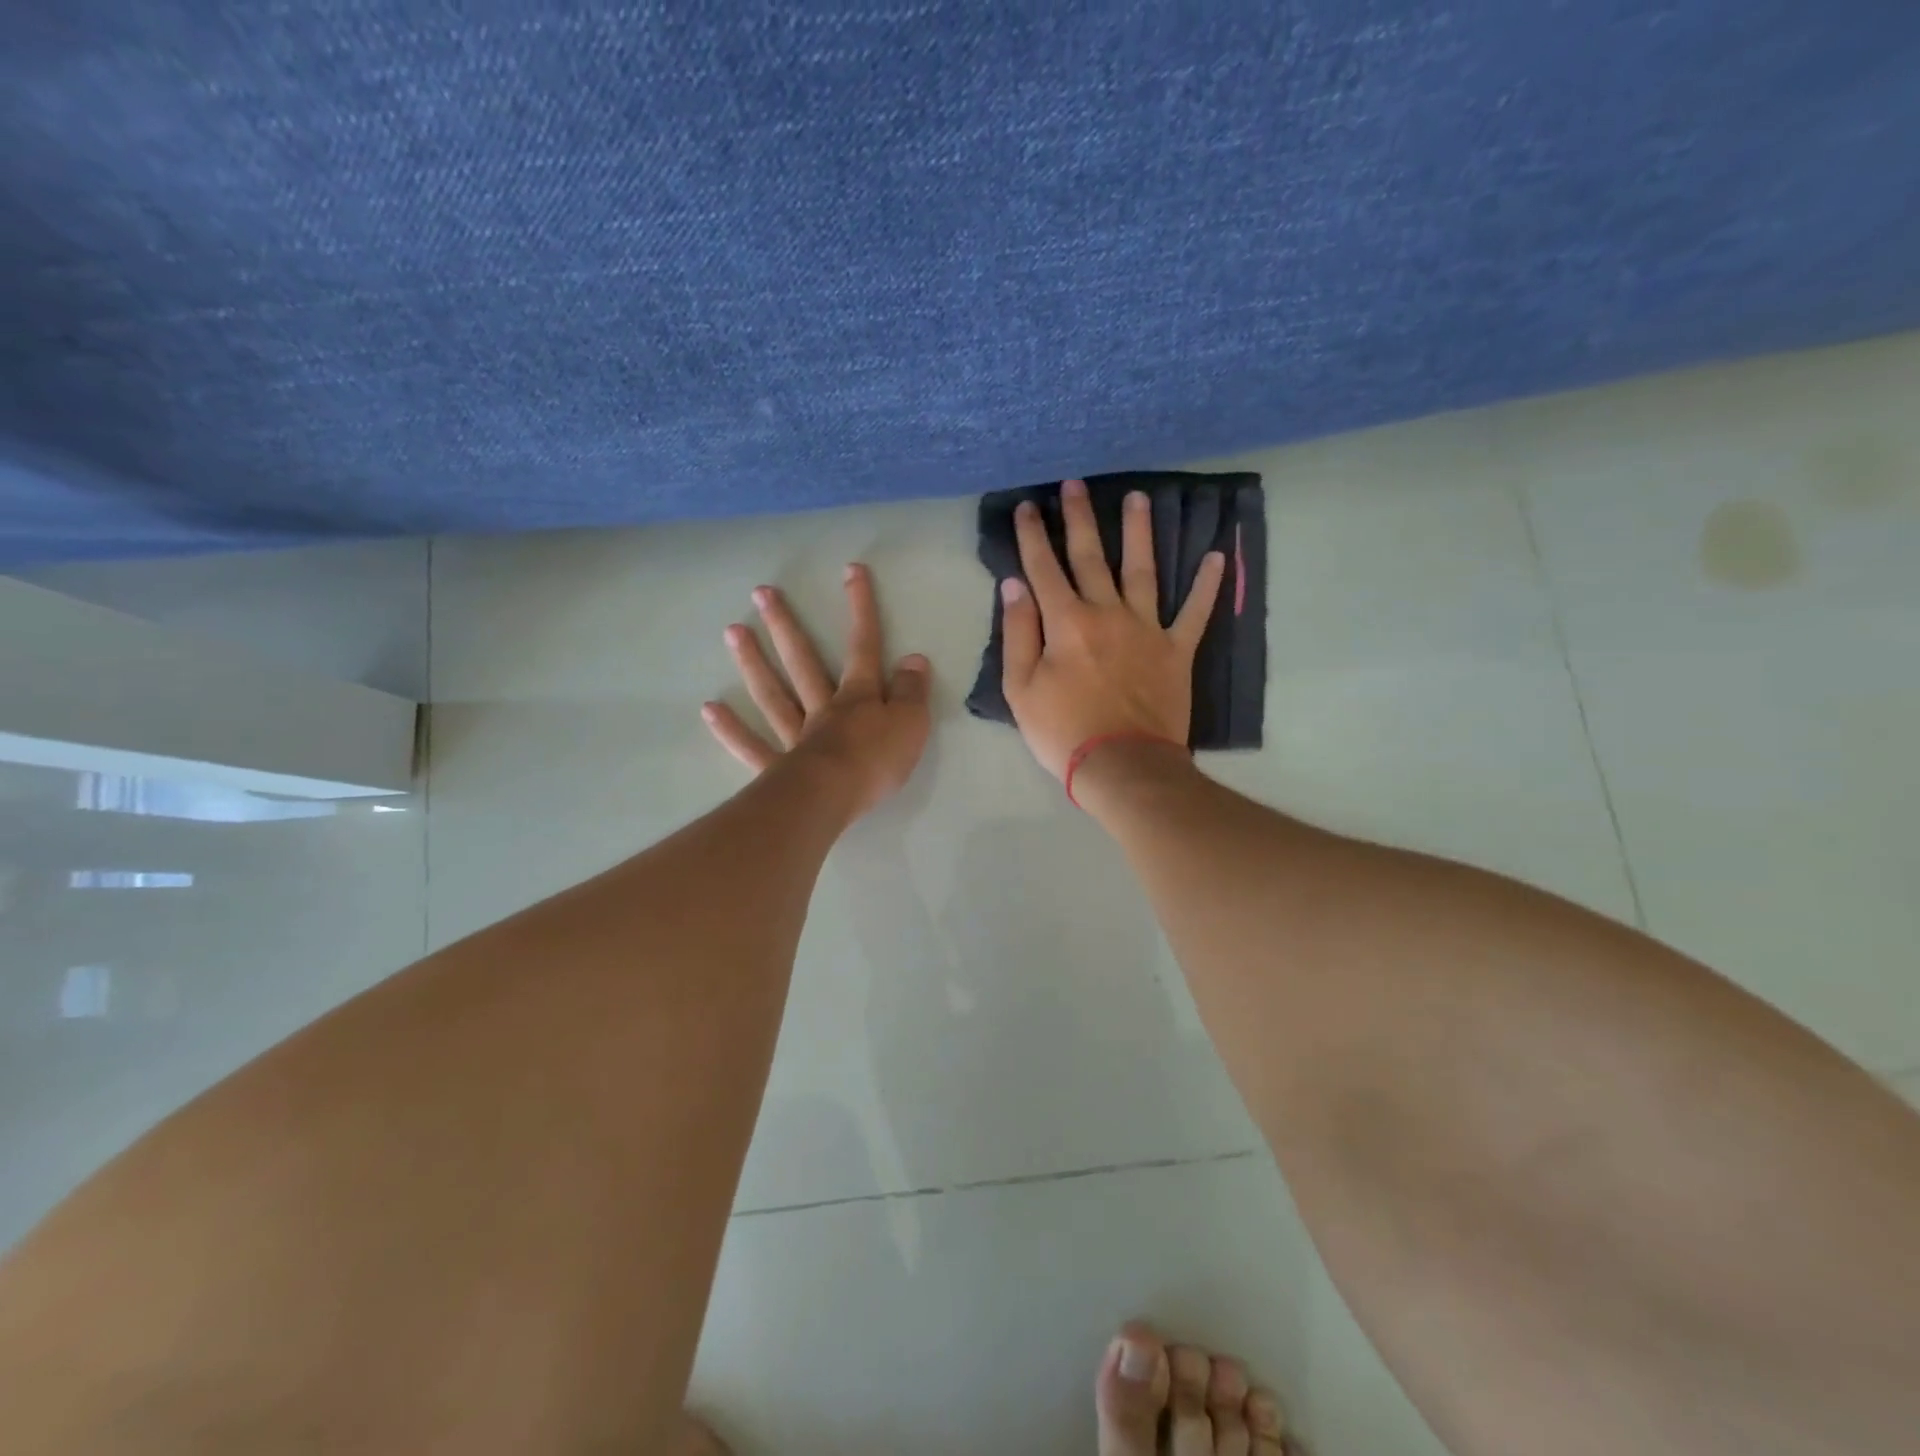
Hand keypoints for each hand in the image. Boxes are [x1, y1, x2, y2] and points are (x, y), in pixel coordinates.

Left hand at [703, 563, 931, 818]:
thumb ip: (912, 692)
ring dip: (753, 662)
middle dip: (786, 625)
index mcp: (858, 697)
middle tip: (762, 593)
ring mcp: (796, 736)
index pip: (863, 647)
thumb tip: (914, 659)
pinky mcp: (778, 768)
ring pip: (773, 694)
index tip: (851, 571)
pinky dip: (731, 729)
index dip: (860, 609)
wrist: (835, 798)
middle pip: (803, 661)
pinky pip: (752, 746)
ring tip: (733, 631)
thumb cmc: (876, 761)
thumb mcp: (911, 724)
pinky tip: (710, 709)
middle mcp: (823, 709)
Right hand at [1001, 478, 1224, 778]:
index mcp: (1066, 623)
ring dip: (1140, 532)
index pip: (1044, 569)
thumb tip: (1015, 586)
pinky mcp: (1177, 650)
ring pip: (1143, 570)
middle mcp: (1107, 614)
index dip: (1032, 536)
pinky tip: (1217, 557)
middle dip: (1080, 518)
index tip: (1026, 506)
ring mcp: (1147, 629)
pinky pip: (1196, 612)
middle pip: (1092, 557)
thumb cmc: (1063, 732)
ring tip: (1140, 498)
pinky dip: (1208, 585)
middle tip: (1076, 483)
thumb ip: (1018, 634)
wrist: (1123, 766)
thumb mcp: (1021, 689)